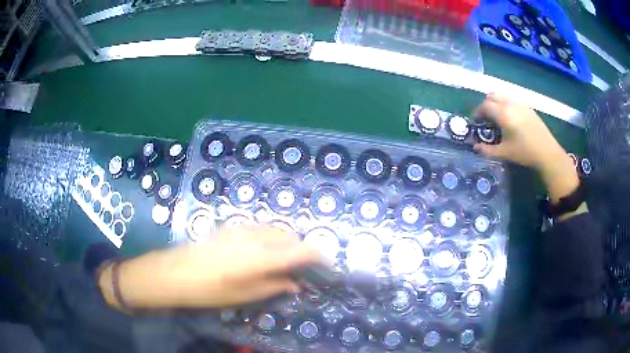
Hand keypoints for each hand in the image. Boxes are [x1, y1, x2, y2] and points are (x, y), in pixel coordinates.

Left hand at [99, 225, 324, 308]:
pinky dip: (271, 240)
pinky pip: (262, 229)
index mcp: (261, 257)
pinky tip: (262, 255)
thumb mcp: (244, 295)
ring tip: (282, 265)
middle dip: (301, 252)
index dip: (319, 257)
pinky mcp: (232, 227)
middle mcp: (256, 237)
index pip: (301, 250)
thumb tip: (297, 283)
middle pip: (291, 237)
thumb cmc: (209, 290)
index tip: (326, 267)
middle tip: (300, 272)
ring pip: (277, 231)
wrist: (174, 272)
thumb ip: (274, 286)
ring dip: (286, 245)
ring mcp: (243, 229)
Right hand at [472, 94, 580, 207]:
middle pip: (492, 96)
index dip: (477, 113)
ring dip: (496, 102)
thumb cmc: (524, 153)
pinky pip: (512, 99)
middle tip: (485, 118)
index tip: (475, 122)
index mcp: (503, 114)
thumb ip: (487, 150)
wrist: (547, 152)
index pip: (484, 106)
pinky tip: (510, 117)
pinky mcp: (527, 107)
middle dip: (485, 105)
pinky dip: (506, 103)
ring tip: (497, 116)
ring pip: (503, 95)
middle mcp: (510, 104)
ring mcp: (520, 103)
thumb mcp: (504, 153)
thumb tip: (475, 147)